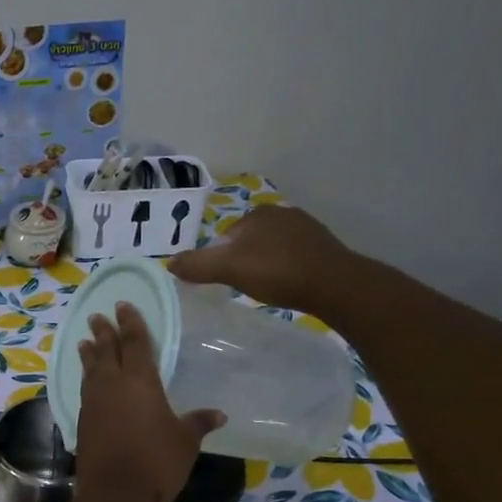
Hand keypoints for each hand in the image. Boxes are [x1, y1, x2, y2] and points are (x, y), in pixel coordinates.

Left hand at [74, 302, 223, 501]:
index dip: (131, 322)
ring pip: (90, 369)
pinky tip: (88, 381)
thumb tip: (218, 414)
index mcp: (140, 380)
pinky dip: (86, 378)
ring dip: (89, 354)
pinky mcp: (83, 421)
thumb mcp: (185, 441)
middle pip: (106, 350)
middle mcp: (112, 384)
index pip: (135, 342)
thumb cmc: (157, 462)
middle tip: (98, 316)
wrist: (116, 494)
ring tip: (85, 341)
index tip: (123, 305)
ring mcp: (93, 403)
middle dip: (104, 332)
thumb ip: (198, 423)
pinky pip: (85, 390)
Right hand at [169, 204, 353, 311]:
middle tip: (243, 286)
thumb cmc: (277, 272)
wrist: (333, 284)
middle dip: (244, 260)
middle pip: (249, 241)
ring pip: (272, 248)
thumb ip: (198, 265)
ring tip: (266, 288)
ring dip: (266, 265)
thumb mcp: (229, 269)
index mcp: (257, 213)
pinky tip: (288, 286)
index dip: (221, 258)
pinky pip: (293, 256)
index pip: (227, 235)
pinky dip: (286, 269)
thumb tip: (168, 263)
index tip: (225, 280)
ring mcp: (306, 228)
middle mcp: (282, 213)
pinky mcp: (323, 247)